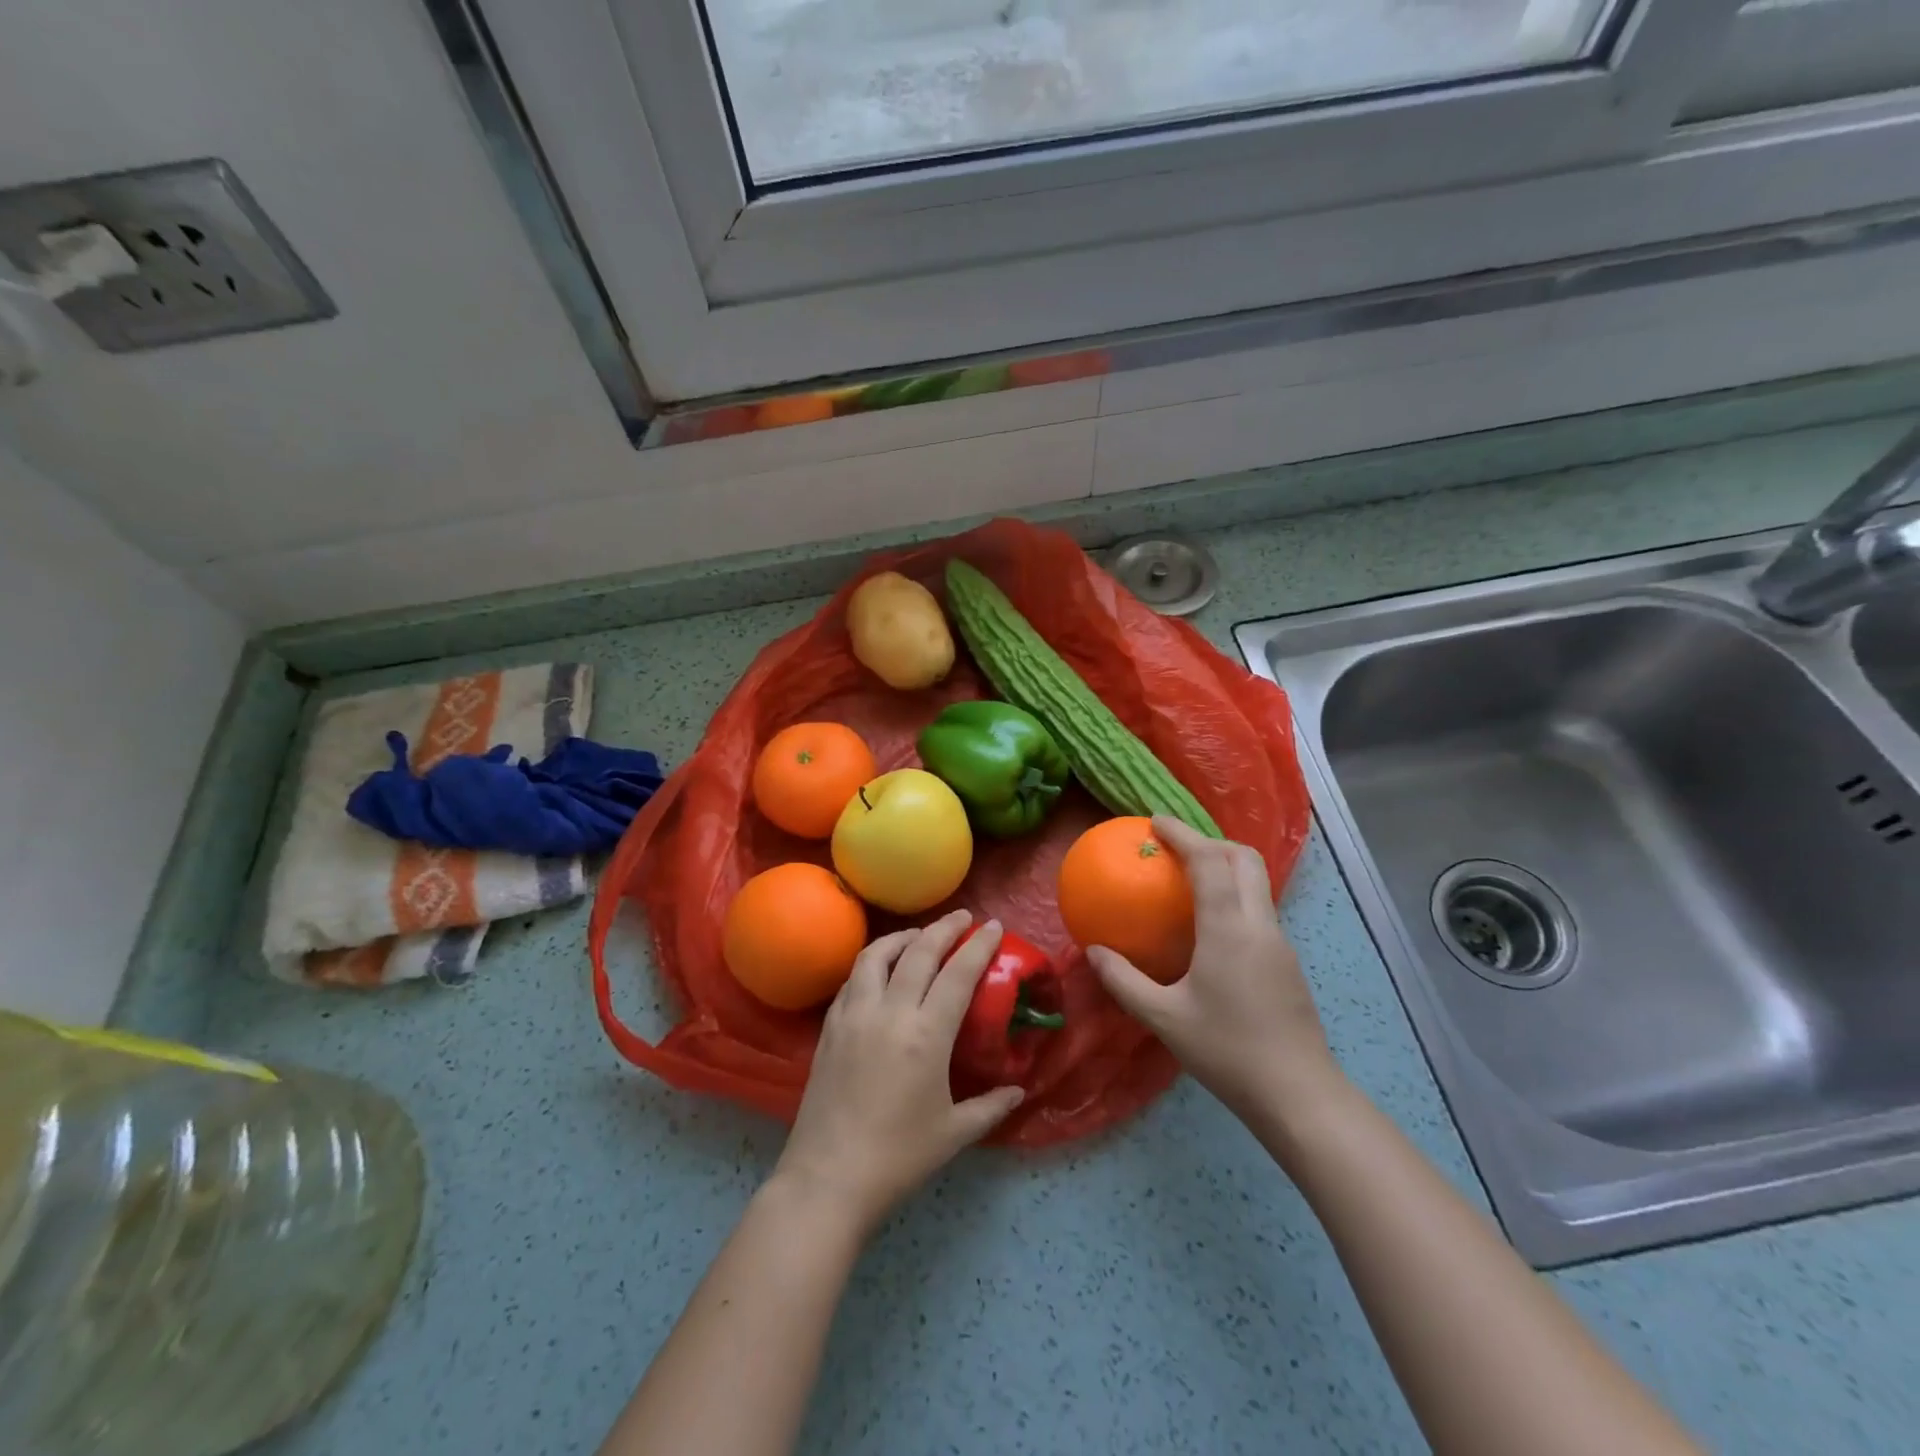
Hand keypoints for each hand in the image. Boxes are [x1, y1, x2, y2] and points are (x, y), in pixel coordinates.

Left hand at [771, 910, 1025, 1237]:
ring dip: (903, 937)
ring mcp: (854, 1015)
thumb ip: (991, 1106)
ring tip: (919, 937)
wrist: (828, 1178)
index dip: (979, 945)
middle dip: (944, 928)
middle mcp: (890, 1012)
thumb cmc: (898, 1157)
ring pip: (877, 955)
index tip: (993, 925)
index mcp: (926, 1035)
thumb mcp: (954, 1134)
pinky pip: (853, 979)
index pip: (958, 973)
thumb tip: (1018, 1091)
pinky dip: (872, 963)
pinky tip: (881, 971)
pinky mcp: (830, 1026)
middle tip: (963, 918)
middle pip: (919, 951)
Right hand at [1088, 816, 1340, 1117]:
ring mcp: (1279, 942)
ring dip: (1225, 866)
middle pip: (1243, 858)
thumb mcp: (1163, 1018)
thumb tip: (1092, 952)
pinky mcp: (1287, 961)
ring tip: (1189, 878)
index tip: (1154, 822)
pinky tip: (1210, 925)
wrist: (1298, 1095)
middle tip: (1174, 848)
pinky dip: (1233, 894)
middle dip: (1210, 840)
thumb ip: (1124, 981)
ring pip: (1257, 882)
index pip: (1209, 860)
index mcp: (1229, 929)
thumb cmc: (1226, 1051)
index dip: (1182, 834)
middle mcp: (1259, 924)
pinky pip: (1258, 907)